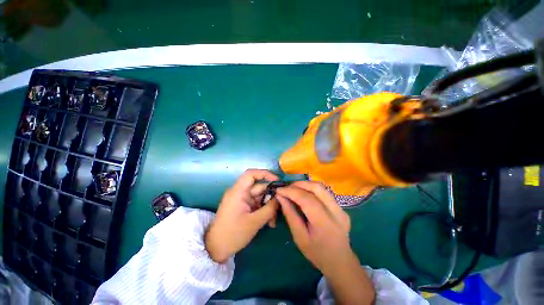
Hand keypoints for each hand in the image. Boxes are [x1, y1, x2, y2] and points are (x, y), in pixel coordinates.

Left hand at [205, 169, 279, 262]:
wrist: (216, 248)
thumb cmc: (233, 234)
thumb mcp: (254, 222)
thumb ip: (270, 209)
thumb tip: (280, 198)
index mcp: (238, 191)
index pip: (251, 174)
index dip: (265, 174)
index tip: (277, 180)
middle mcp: (240, 192)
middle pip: (260, 188)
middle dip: (271, 198)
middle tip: (281, 208)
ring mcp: (242, 200)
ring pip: (261, 197)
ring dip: (269, 207)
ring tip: (273, 222)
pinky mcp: (244, 206)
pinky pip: (258, 204)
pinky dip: (264, 211)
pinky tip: (269, 222)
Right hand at [275, 181, 352, 274]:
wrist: (340, 262)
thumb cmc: (317, 253)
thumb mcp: (299, 237)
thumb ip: (290, 215)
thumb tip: (281, 197)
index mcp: (325, 223)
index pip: (307, 199)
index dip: (291, 192)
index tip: (279, 190)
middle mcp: (336, 212)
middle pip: (317, 188)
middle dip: (299, 184)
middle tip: (286, 187)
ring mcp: (341, 208)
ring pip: (321, 187)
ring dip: (305, 185)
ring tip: (293, 189)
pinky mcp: (341, 207)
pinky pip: (324, 192)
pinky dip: (311, 189)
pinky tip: (304, 194)